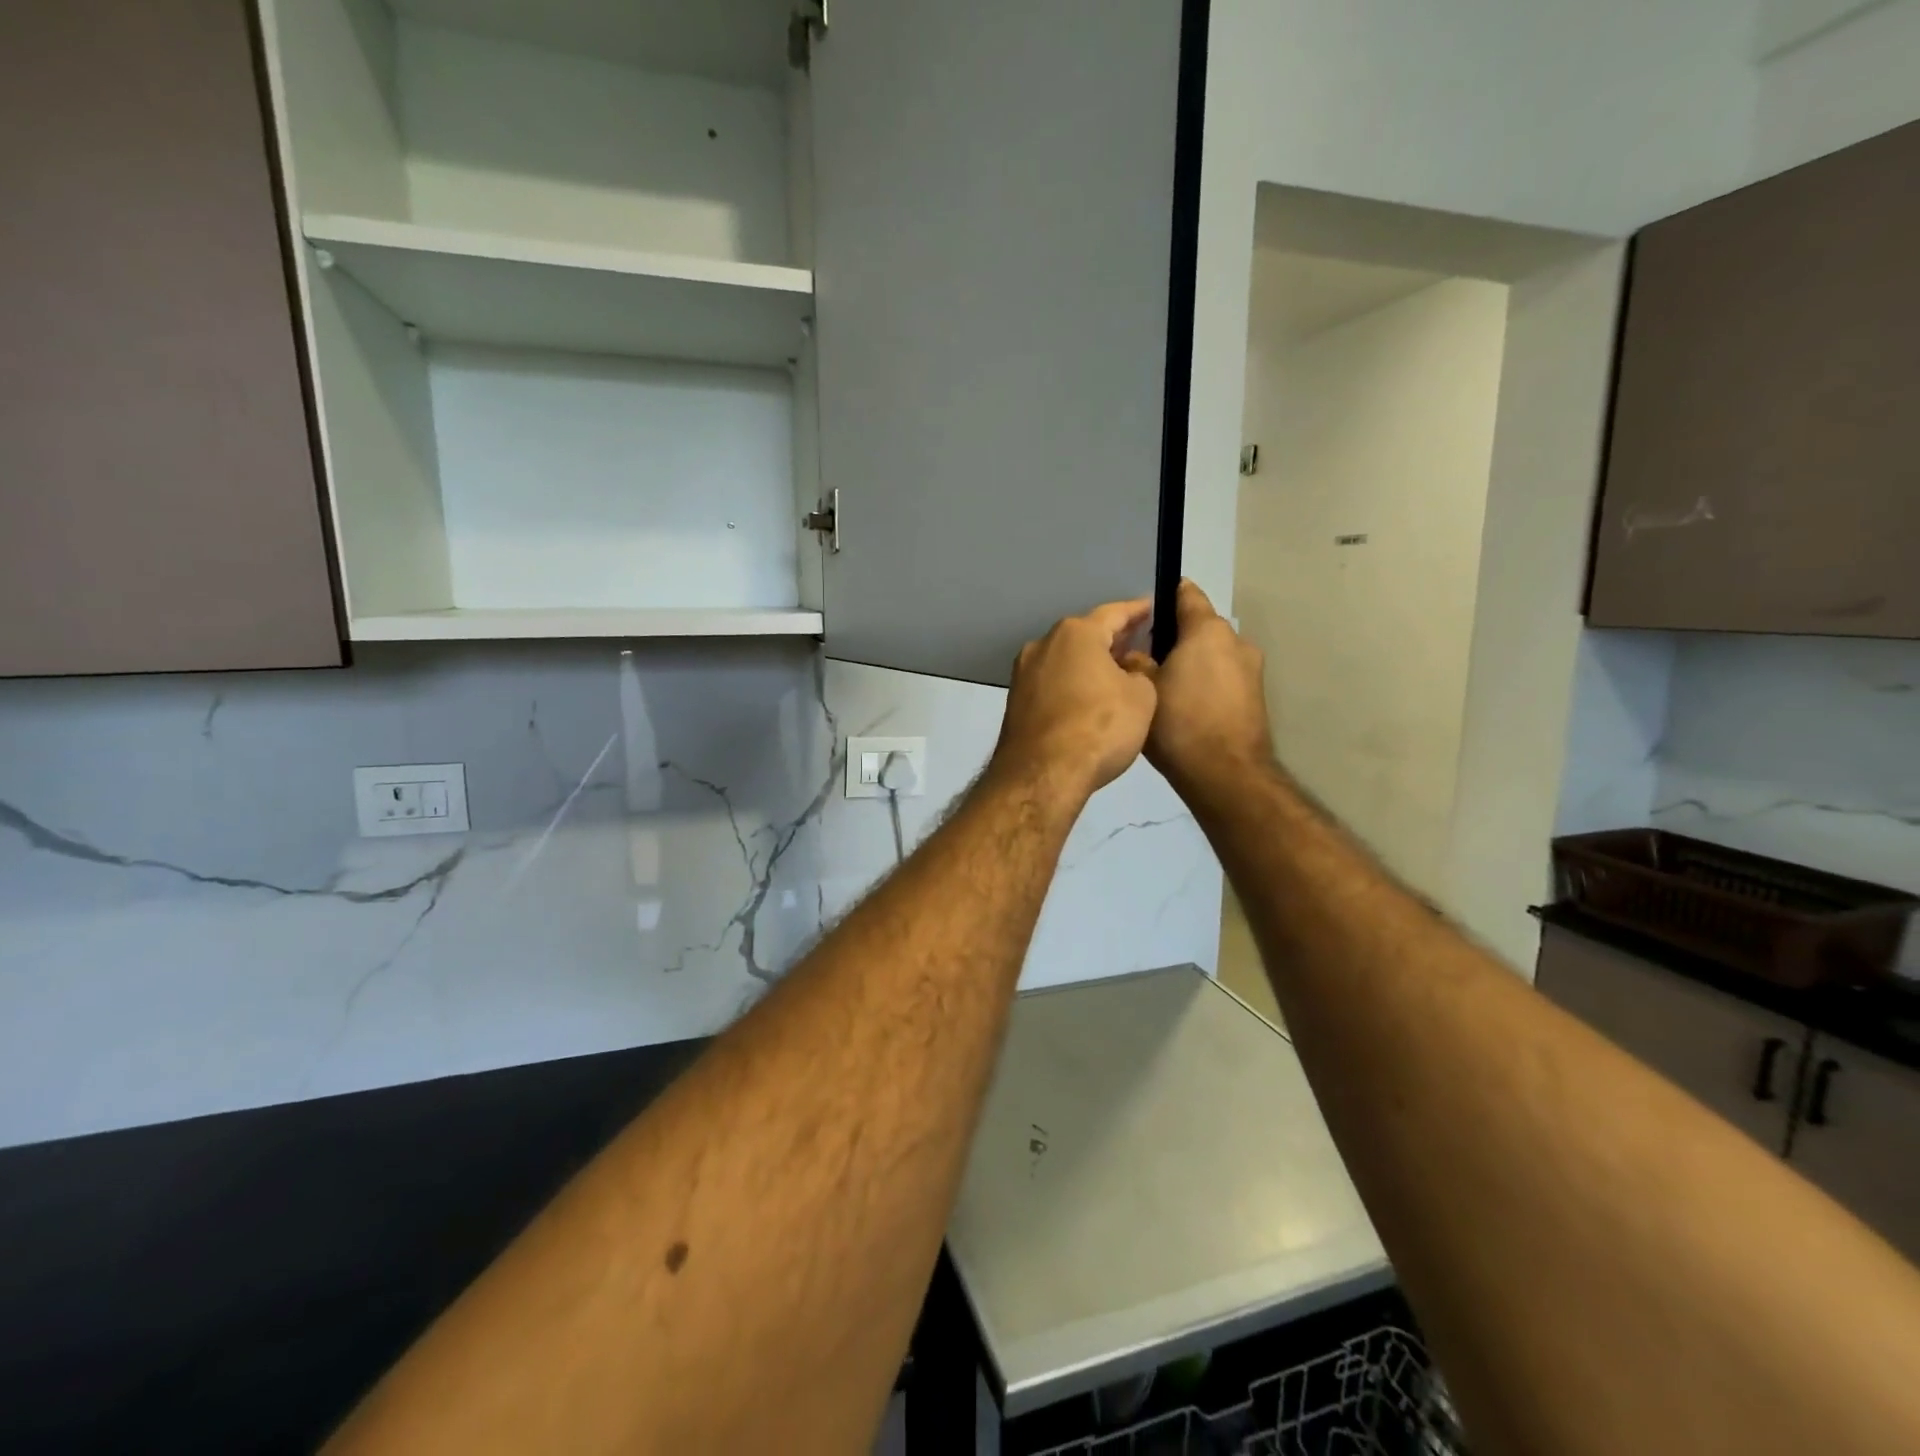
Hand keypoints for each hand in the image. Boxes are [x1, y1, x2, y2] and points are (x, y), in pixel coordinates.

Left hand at [991, 599, 1157, 801]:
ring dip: (1090, 664)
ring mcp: (1024, 674)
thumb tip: (1129, 668)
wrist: (1042, 774)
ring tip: (1118, 675)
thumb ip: (1141, 672)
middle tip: (1140, 644)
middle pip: (1085, 635)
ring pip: (1066, 660)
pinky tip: (1090, 700)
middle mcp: (1043, 644)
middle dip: (1113, 639)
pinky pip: (1053, 684)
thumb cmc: (1099, 728)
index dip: (1138, 611)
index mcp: (1076, 634)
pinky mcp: (1016, 702)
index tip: (1154, 608)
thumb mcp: (1141, 697)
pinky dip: (1073, 685)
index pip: (1114, 613)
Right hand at [1123, 581, 1272, 805]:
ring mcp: (1251, 670)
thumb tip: (1134, 653)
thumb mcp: (1142, 689)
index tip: (1145, 607)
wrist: (1225, 774)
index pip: (1187, 595)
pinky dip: (1205, 684)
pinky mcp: (1255, 697)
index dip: (1166, 595)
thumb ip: (1135, 662)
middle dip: (1175, 637)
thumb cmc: (1179, 723)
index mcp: (1207, 631)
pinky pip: (1223, 679)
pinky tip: (1184, 705)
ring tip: (1163, 684)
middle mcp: (1235, 642)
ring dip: (1191, 662)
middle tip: (1144, 655)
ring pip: (1213, 655)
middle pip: (1200, 629)